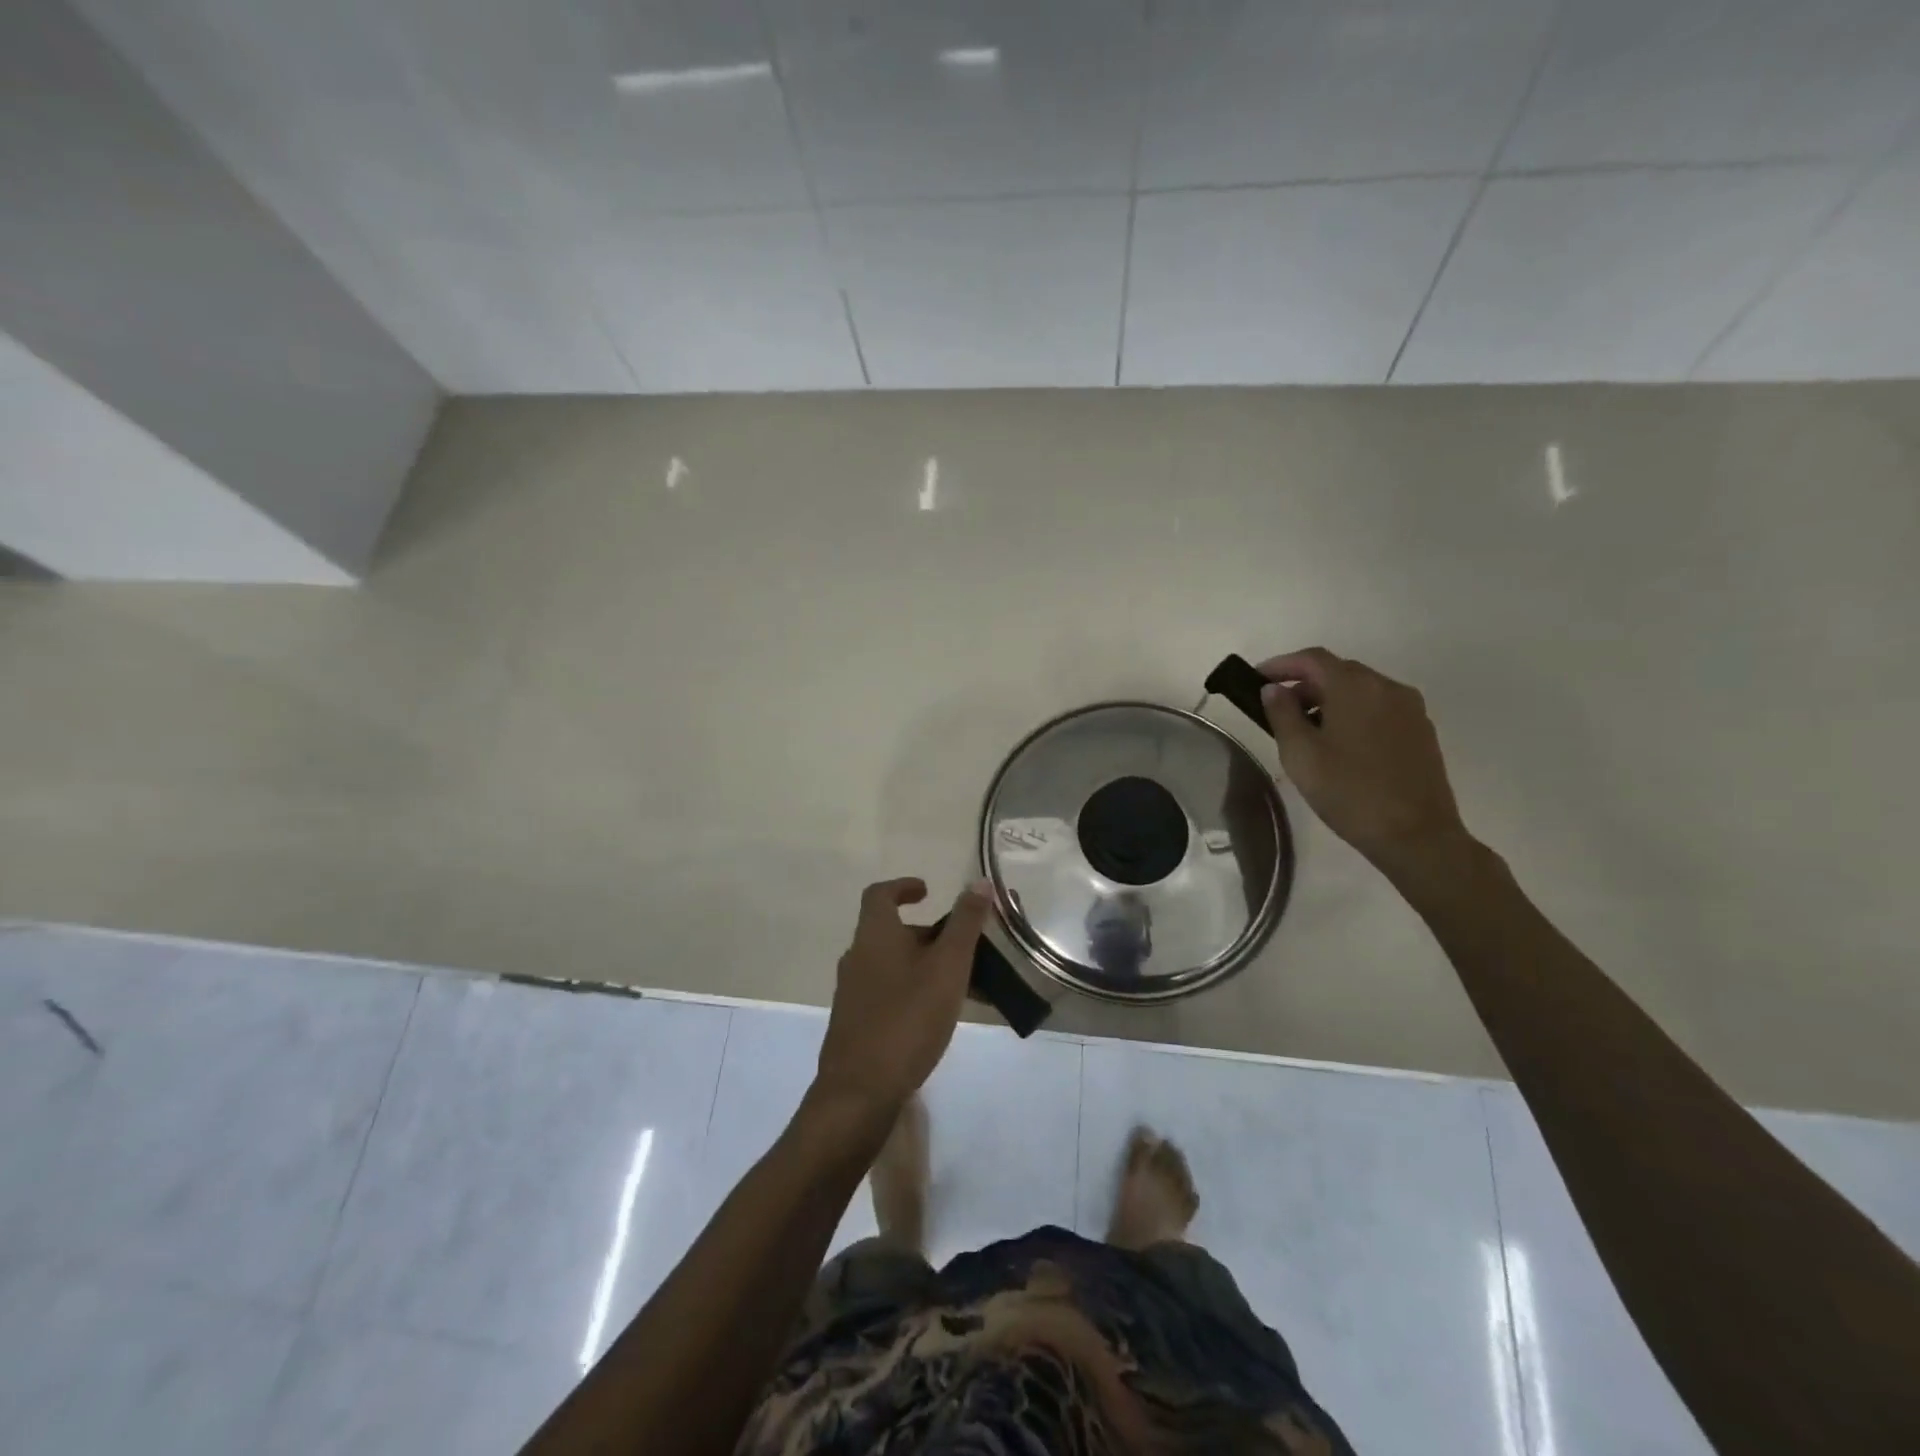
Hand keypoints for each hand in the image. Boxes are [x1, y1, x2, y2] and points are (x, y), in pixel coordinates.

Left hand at [812, 878, 991, 1115]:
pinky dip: (915, 991)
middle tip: (965, 949)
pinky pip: (889, 992)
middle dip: (930, 935)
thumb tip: (979, 882)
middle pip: (893, 932)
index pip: (880, 894)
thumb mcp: (947, 967)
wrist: (860, 1092)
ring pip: (894, 965)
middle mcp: (857, 957)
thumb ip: (965, 924)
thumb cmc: (907, 1019)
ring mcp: (853, 993)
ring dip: (926, 966)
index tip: (929, 891)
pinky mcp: (856, 1023)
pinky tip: (939, 1018)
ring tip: (964, 987)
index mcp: (873, 935)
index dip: (903, 886)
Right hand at [1256, 648, 1471, 878]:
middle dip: (1305, 683)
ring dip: (1329, 699)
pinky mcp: (1421, 731)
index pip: (1312, 659)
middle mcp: (1387, 687)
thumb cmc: (1349, 792)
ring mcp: (1410, 709)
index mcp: (1355, 687)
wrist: (1416, 835)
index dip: (1281, 664)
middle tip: (1277, 708)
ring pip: (1361, 690)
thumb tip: (1273, 689)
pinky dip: (1353, 712)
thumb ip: (1282, 714)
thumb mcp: (1300, 754)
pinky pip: (1379, 707)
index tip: (1257, 679)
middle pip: (1338, 671)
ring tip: (1306, 729)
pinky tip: (1340, 743)